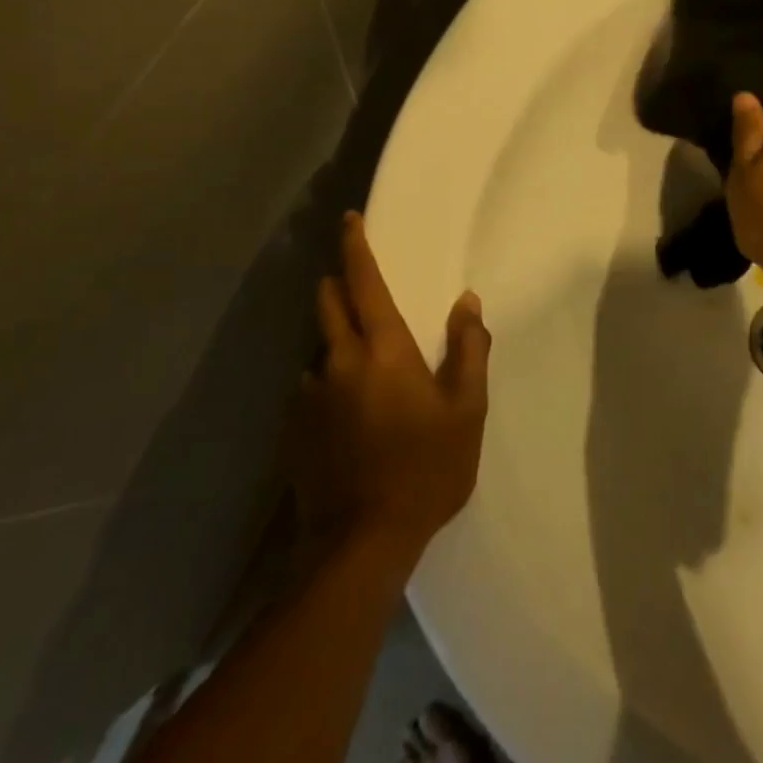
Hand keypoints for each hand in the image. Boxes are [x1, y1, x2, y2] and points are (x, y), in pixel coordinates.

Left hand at [295, 213, 490, 565]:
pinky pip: (311, 387)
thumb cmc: (426, 469)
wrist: (360, 543)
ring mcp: (309, 395)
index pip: (363, 281)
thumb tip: (467, 301)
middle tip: (358, 288)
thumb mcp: (466, 410)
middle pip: (327, 303)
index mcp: (383, 349)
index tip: (348, 220)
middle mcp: (337, 360)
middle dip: (337, 284)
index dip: (355, 246)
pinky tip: (347, 416)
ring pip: (319, 348)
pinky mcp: (293, 428)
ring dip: (336, 343)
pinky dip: (328, 383)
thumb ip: (469, 349)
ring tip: (363, 372)